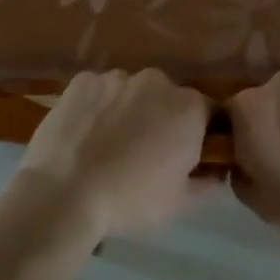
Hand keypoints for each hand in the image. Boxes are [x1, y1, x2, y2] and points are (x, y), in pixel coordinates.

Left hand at [8, 69, 211, 239]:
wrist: (63, 194)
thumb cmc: (130, 200)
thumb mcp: (179, 202)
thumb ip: (206, 181)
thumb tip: (215, 171)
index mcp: (188, 108)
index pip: (209, 113)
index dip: (201, 135)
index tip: (187, 156)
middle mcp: (156, 81)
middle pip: (168, 98)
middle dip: (162, 119)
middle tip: (145, 154)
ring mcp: (116, 77)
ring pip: (131, 92)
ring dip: (129, 111)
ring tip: (109, 146)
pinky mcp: (82, 80)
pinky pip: (99, 92)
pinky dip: (97, 107)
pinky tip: (85, 135)